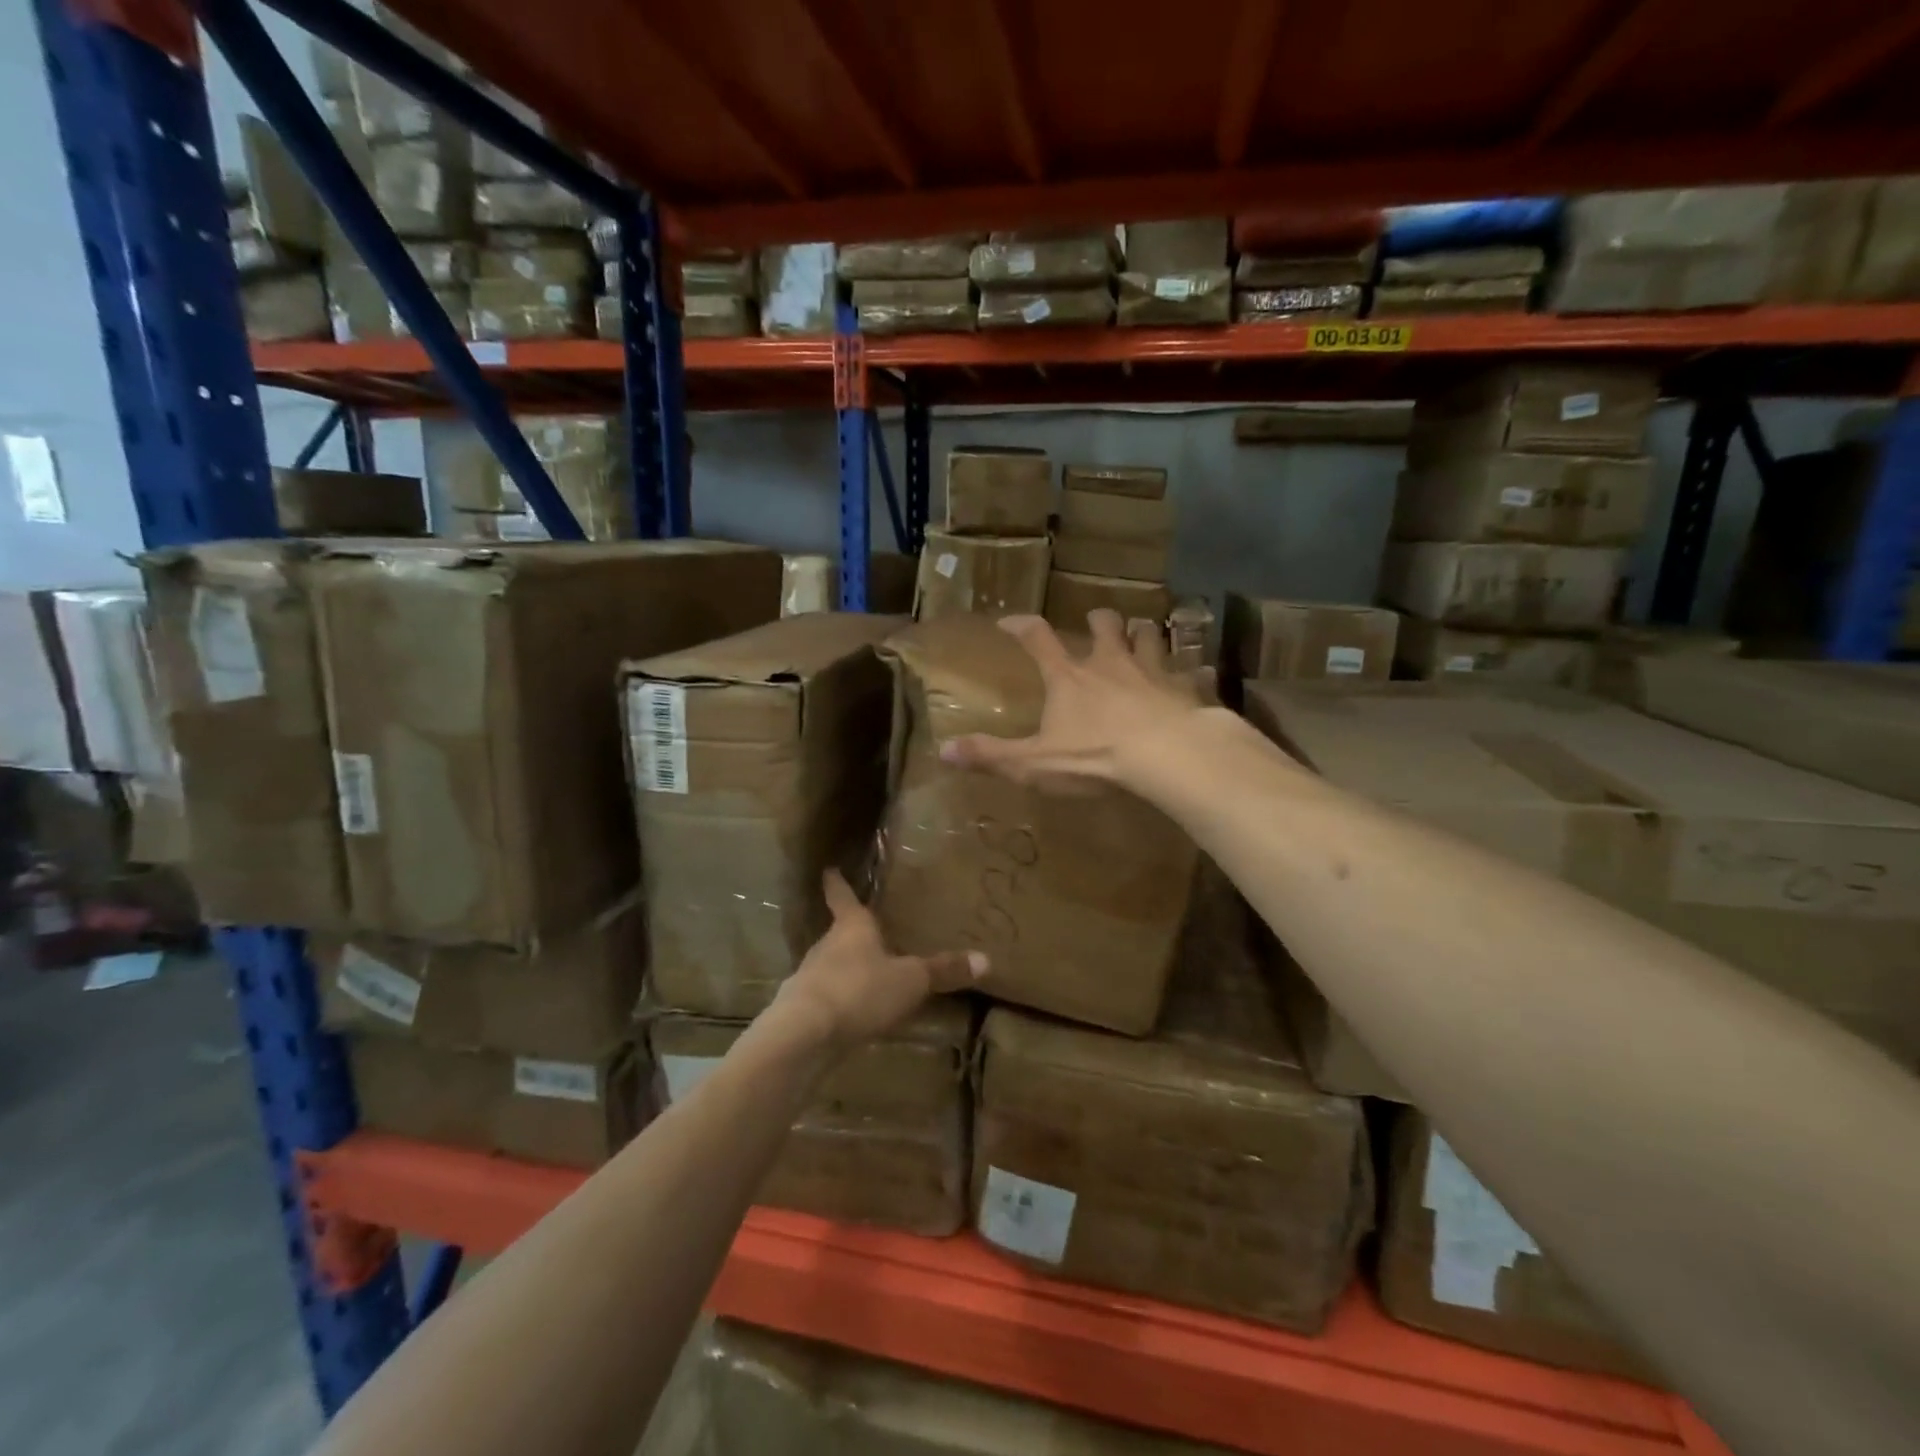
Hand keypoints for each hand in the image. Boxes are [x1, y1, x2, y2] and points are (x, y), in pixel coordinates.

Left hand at [772, 869, 985, 1049]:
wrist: (805, 1034)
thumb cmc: (860, 990)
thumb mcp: (910, 980)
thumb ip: (943, 970)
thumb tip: (986, 959)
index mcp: (852, 927)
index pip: (842, 896)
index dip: (838, 882)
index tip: (829, 869)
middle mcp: (826, 946)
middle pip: (838, 933)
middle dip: (851, 934)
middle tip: (868, 932)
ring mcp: (809, 977)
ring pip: (830, 966)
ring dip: (845, 969)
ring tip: (866, 976)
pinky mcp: (802, 1009)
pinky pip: (825, 998)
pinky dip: (838, 1001)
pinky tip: (852, 1015)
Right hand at [938, 610, 1213, 790]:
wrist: (1166, 756)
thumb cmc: (1095, 756)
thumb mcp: (1034, 763)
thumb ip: (991, 755)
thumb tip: (943, 751)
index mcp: (1069, 678)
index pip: (1038, 639)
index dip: (1021, 626)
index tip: (1010, 620)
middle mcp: (1110, 664)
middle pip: (1106, 626)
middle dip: (1100, 619)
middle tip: (1098, 620)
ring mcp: (1152, 672)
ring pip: (1149, 637)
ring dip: (1143, 634)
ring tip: (1141, 636)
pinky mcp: (1185, 689)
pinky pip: (1190, 672)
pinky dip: (1190, 672)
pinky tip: (1195, 676)